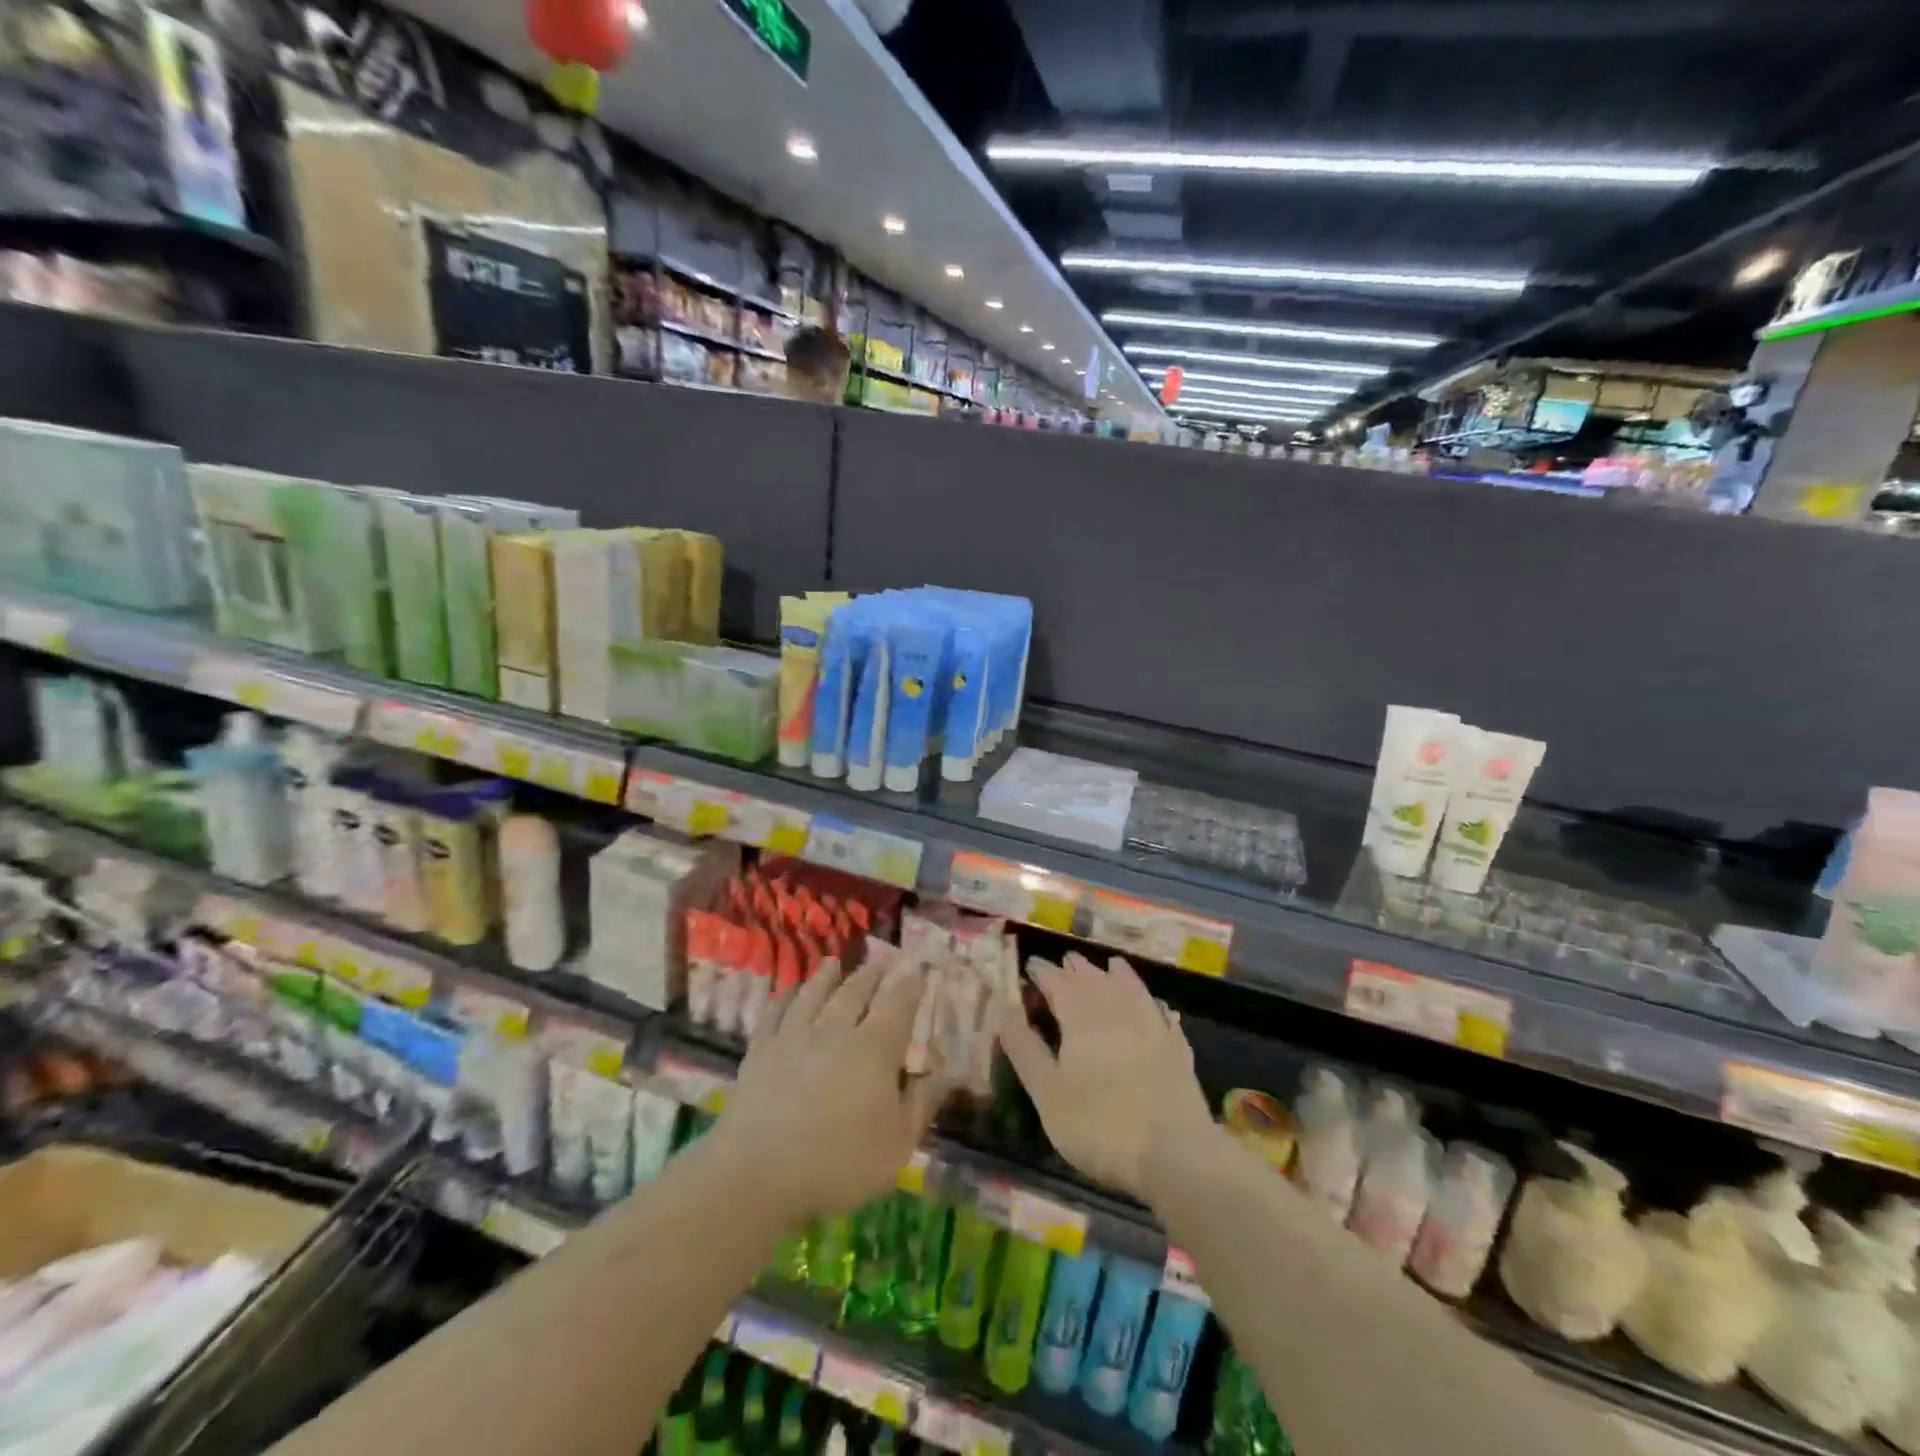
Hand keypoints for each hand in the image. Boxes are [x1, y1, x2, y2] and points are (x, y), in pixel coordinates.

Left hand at [714, 957, 943, 1223]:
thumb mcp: (897, 1144)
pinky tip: (788, 993)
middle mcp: (835, 1030)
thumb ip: (924, 1102)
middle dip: (871, 975)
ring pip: (814, 994)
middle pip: (855, 991)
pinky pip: (775, 1012)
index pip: (898, 1004)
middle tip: (880, 962)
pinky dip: (785, 997)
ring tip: (834, 962)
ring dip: (826, 976)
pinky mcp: (760, 1050)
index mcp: (874, 1048)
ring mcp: (793, 1036)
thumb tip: (952, 1071)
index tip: (918, 968)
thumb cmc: (838, 1164)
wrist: (757, 1176)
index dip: (910, 983)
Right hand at [1000, 954, 1215, 1200]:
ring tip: (1110, 965)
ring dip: (1116, 974)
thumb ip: (1025, 1049)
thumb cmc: (1099, 1126)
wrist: (1175, 1154)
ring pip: (1131, 988)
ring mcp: (1152, 1026)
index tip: (1031, 965)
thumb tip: (1005, 1010)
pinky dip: (1152, 1002)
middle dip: (1077, 968)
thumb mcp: (1048, 1094)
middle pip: (1094, 978)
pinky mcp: (1176, 1047)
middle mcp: (1117, 1010)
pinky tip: (1155, 1005)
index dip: (1042, 971)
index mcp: (1081, 1017)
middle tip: (1065, 961)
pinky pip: (1161, 1012)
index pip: (1057, 982)